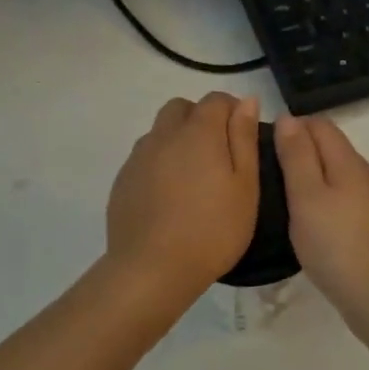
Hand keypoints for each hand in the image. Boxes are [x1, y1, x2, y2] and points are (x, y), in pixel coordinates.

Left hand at [106, 93, 260, 305]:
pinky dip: (160, 164)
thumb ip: (244, 139)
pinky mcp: (123, 181)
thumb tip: (246, 101)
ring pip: (160, 132)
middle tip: (218, 154)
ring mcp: (138, 158)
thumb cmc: (213, 229)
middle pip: (181, 108)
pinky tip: (170, 197)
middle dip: (200, 118)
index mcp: (198, 133)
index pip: (216, 100)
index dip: (232, 110)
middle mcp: (163, 135)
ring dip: (178, 140)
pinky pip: (144, 158)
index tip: (243, 136)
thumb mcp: (245, 186)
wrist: (153, 269)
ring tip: (193, 177)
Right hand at [275, 115, 368, 320]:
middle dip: (297, 149)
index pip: (319, 124)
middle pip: (327, 147)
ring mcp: (367, 201)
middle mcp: (361, 174)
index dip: (290, 127)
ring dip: (306, 176)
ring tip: (277, 195)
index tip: (261, 147)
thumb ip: (297, 156)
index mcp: (348, 161)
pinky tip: (302, 218)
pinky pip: (337, 197)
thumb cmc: (335, 243)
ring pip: (332, 173)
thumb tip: (287, 118)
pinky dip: (318, 198)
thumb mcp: (307, 196)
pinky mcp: (366, 224)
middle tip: (263, 172)